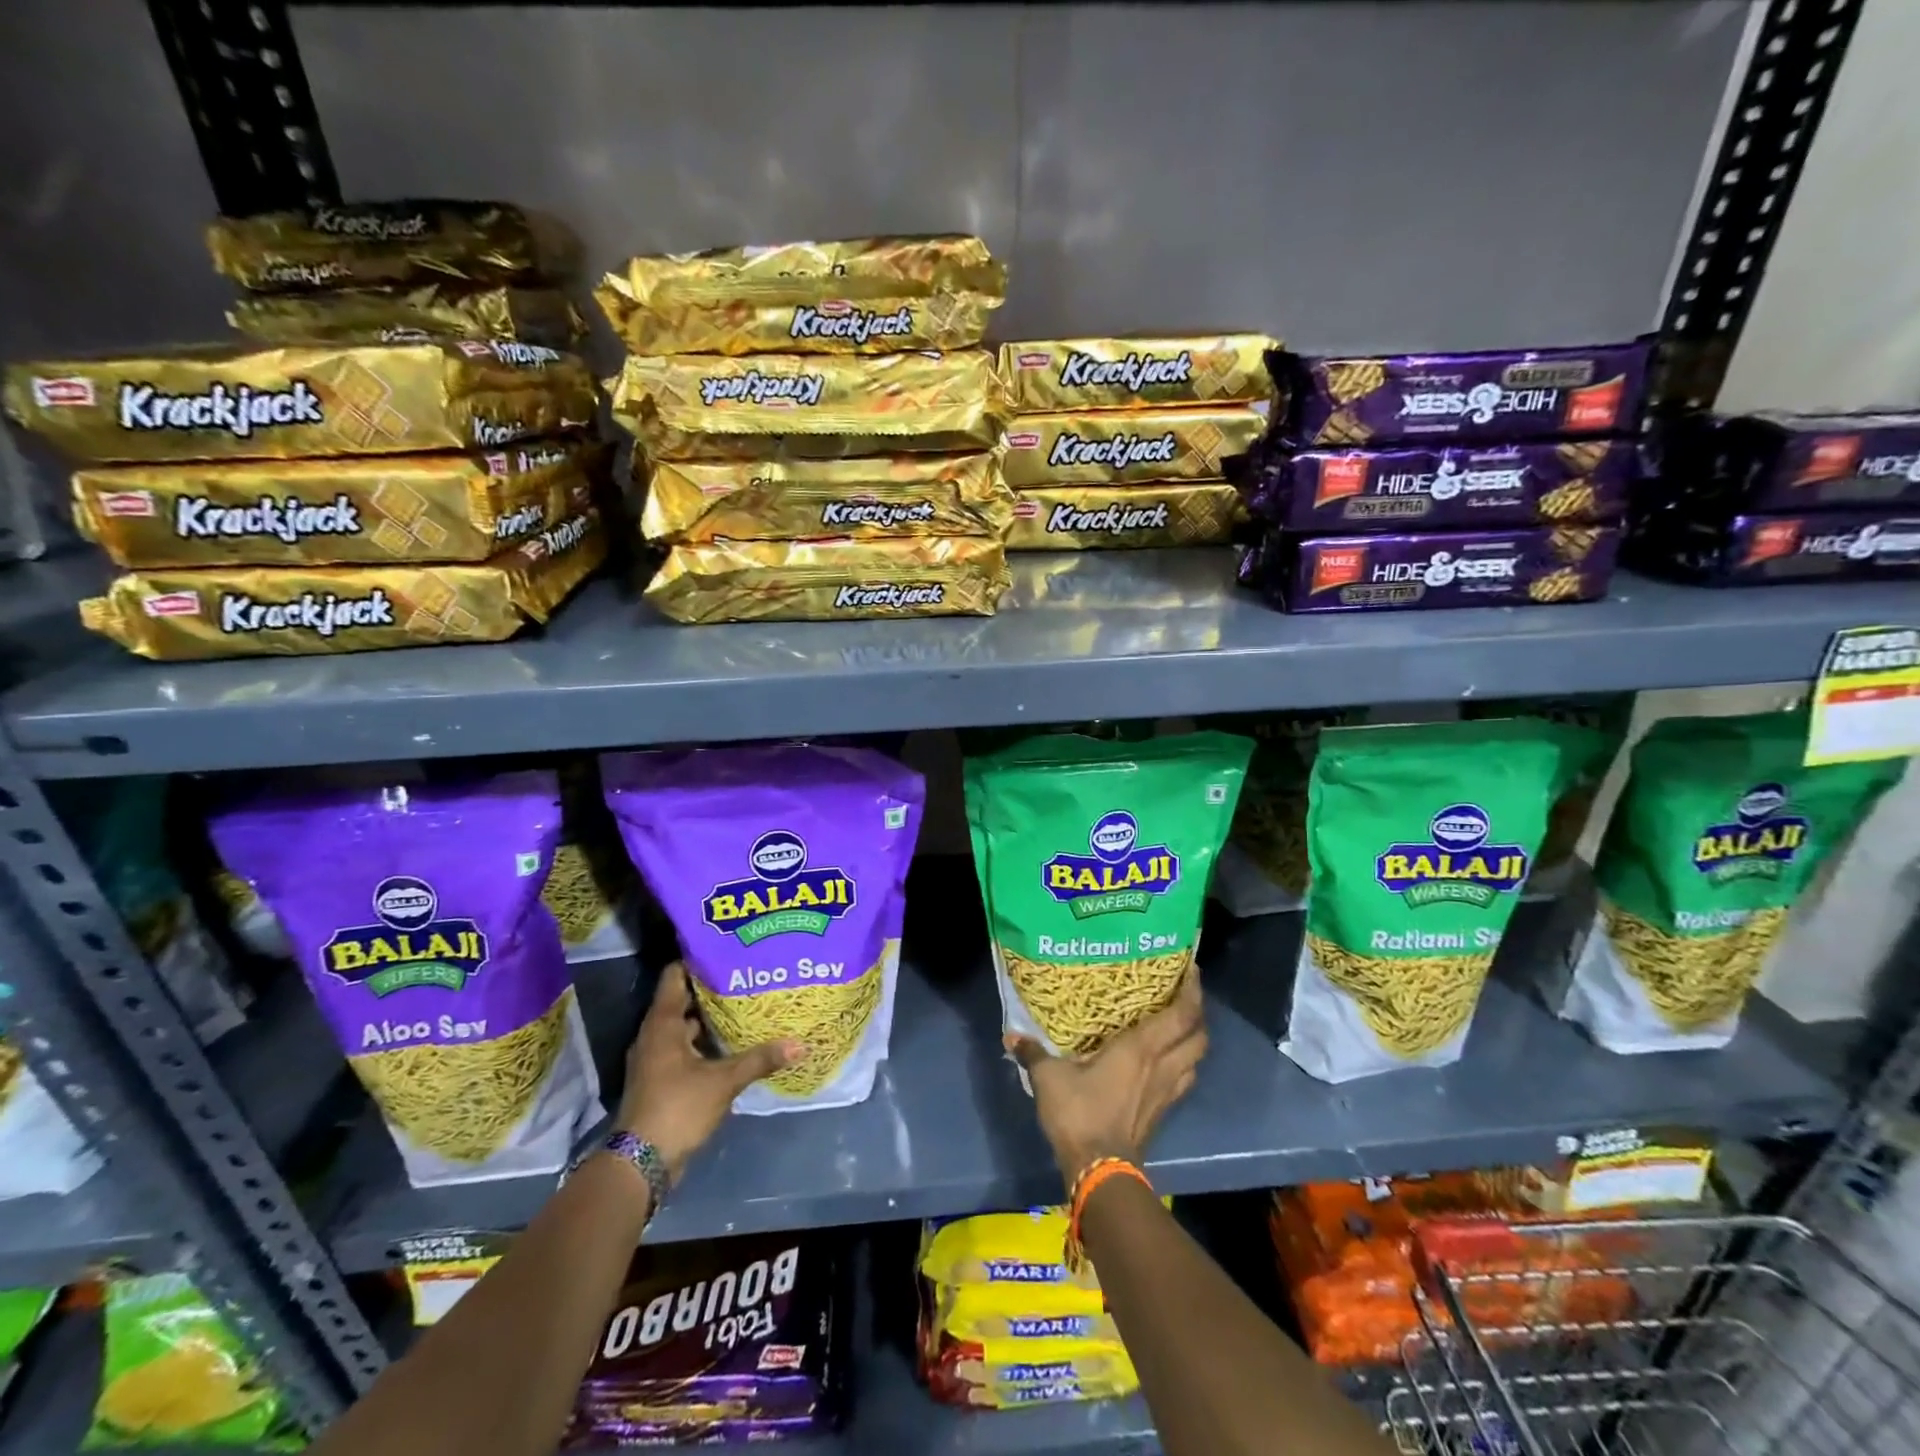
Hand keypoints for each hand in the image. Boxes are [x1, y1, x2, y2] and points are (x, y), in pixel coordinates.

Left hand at [615, 961, 801, 1183]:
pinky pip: (684, 1047)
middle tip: (746, 976)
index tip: (727, 951)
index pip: (675, 975)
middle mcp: (654, 1034)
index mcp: (662, 1023)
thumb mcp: (723, 1081)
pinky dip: (705, 1041)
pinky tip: (732, 1042)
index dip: (699, 961)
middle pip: (683, 999)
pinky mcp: (661, 1078)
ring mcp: (655, 1058)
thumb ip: (760, 1059)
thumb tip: (800, 1044)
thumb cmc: (677, 1107)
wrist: (641, 1163)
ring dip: (709, 1017)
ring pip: (684, 1025)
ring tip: (744, 1004)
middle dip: (712, 988)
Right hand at [1007, 970, 1206, 1191]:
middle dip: (1199, 1014)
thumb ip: (1033, 1053)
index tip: (1192, 969)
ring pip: (1196, 1060)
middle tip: (1185, 995)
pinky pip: (1184, 1079)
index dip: (1192, 991)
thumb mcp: (1049, 1078)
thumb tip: (1011, 1036)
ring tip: (1179, 1026)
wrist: (1100, 1172)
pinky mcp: (1163, 1113)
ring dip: (1194, 1041)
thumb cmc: (1080, 1113)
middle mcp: (1162, 1066)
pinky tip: (1167, 1062)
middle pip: (1199, 1037)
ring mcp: (1166, 1092)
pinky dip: (1183, 1064)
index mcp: (1142, 1049)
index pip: (1182, 1015)